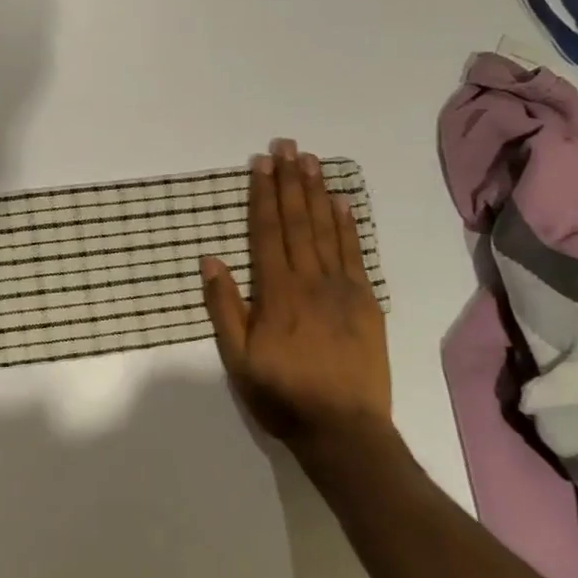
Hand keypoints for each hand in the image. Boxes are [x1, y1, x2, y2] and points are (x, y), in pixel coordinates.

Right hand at [200, 138, 390, 456]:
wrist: (344, 431)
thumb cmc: (282, 395)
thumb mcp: (237, 358)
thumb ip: (224, 306)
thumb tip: (211, 259)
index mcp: (276, 293)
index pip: (267, 232)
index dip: (262, 195)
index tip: (260, 163)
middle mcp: (310, 281)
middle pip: (298, 221)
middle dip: (290, 181)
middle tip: (286, 145)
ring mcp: (343, 289)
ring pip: (327, 230)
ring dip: (317, 192)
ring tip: (311, 161)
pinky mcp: (366, 302)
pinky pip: (356, 254)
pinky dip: (348, 225)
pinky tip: (342, 202)